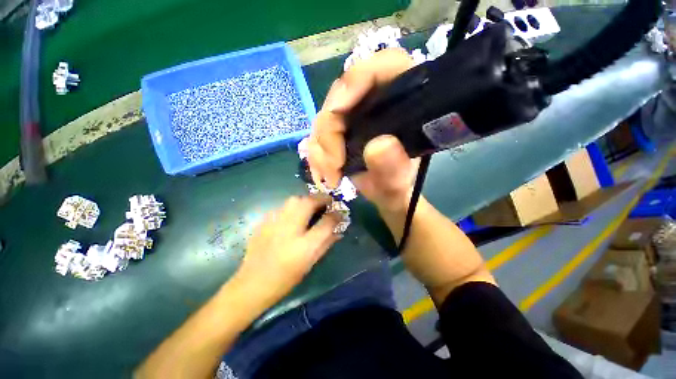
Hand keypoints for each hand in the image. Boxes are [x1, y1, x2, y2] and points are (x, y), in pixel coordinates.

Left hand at [235, 196, 340, 303]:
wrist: (252, 283)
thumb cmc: (286, 278)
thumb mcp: (310, 263)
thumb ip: (326, 243)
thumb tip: (338, 229)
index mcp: (304, 246)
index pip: (327, 222)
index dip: (336, 215)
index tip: (340, 212)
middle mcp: (289, 230)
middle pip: (308, 202)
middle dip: (320, 198)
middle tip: (326, 203)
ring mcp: (274, 223)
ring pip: (294, 200)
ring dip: (306, 200)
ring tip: (311, 207)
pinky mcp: (264, 221)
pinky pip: (283, 206)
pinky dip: (292, 207)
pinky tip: (292, 216)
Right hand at [307, 48, 417, 212]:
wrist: (384, 192)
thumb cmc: (395, 184)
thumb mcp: (397, 181)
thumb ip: (393, 167)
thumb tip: (378, 145)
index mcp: (401, 101)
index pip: (384, 66)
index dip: (357, 80)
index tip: (338, 111)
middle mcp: (375, 101)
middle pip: (342, 95)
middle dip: (330, 132)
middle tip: (333, 166)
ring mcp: (355, 113)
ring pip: (325, 116)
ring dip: (321, 148)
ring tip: (330, 176)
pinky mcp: (341, 127)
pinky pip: (319, 132)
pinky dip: (317, 153)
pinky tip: (323, 172)